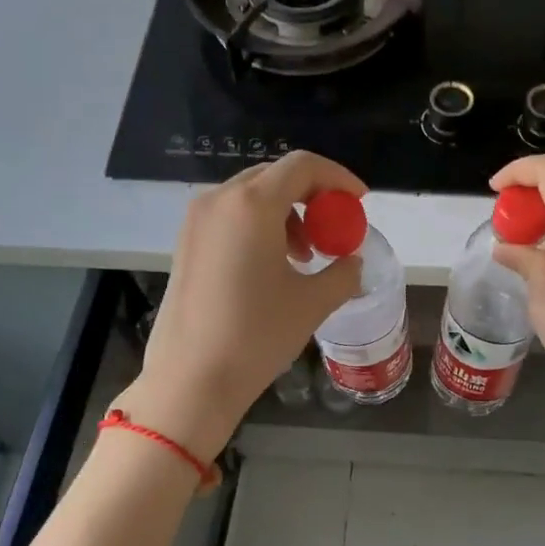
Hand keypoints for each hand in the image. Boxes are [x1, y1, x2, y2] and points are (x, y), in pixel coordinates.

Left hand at [122, 151, 364, 460]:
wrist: (191, 379)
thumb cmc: (256, 335)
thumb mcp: (312, 303)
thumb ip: (343, 273)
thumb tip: (352, 262)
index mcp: (252, 205)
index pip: (303, 166)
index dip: (338, 178)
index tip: (359, 202)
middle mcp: (219, 200)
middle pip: (276, 176)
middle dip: (312, 197)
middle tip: (334, 229)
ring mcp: (196, 220)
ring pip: (251, 197)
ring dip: (287, 214)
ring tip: (305, 257)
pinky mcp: (185, 242)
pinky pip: (230, 216)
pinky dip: (259, 227)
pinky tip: (272, 266)